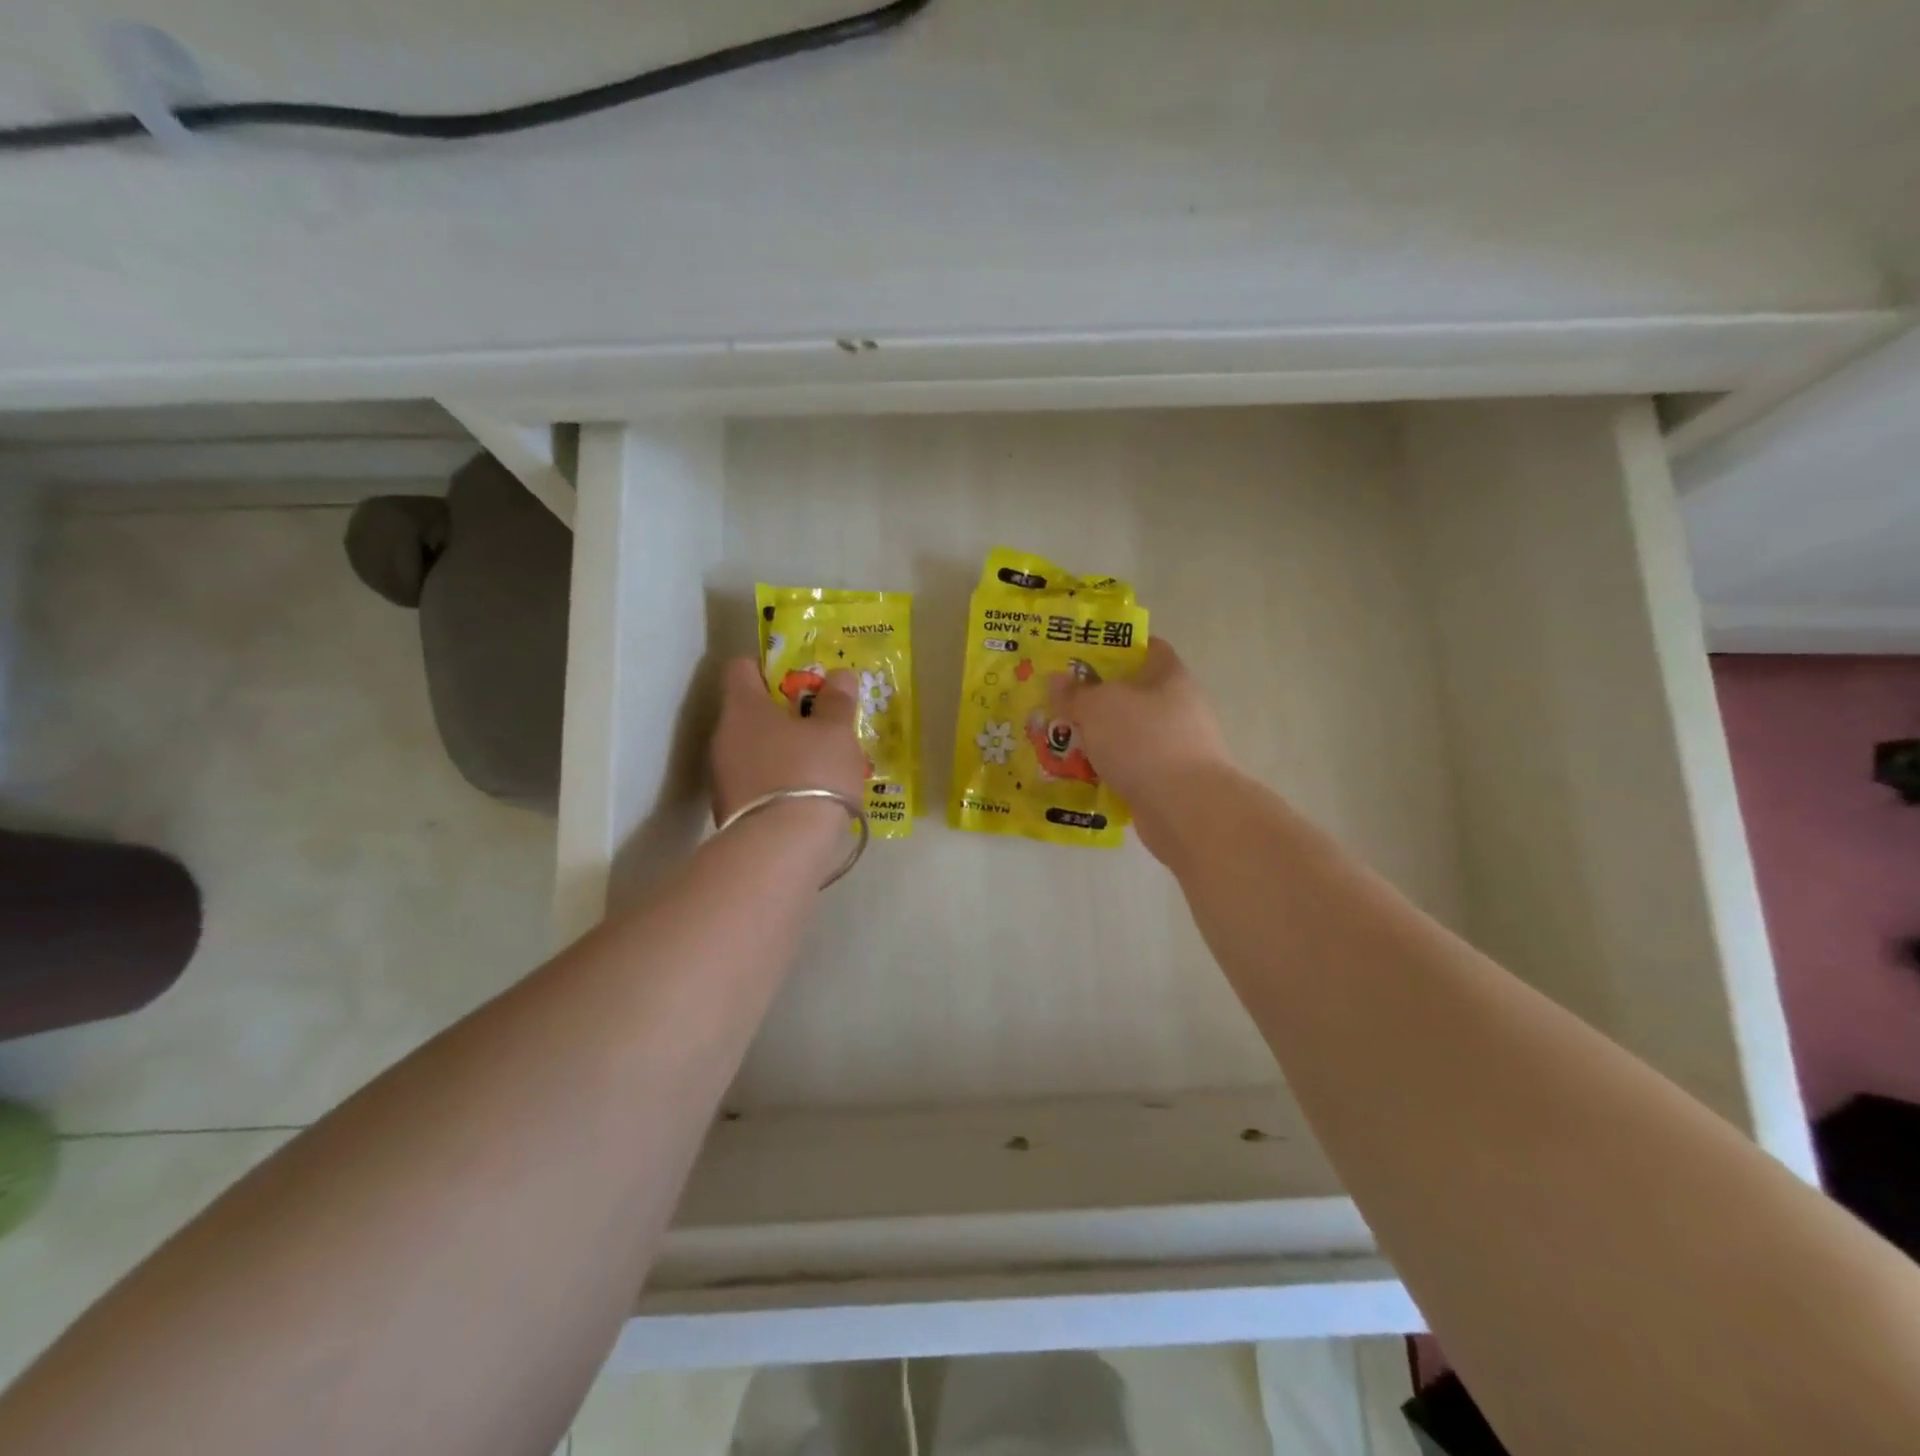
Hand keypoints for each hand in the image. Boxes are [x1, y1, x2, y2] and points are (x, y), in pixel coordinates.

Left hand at [712, 658, 866, 827]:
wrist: (781, 847)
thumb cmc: (811, 773)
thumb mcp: (836, 732)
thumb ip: (837, 701)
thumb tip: (838, 674)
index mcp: (743, 707)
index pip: (742, 667)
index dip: (769, 666)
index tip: (798, 678)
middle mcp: (723, 736)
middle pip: (748, 711)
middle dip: (782, 713)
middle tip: (818, 723)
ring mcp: (722, 776)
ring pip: (752, 749)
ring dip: (780, 750)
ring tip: (817, 763)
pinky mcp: (729, 810)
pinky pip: (755, 782)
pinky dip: (776, 781)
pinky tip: (804, 795)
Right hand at [1049, 639, 1235, 860]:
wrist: (1185, 807)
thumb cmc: (1143, 741)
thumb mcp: (1097, 707)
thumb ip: (1075, 692)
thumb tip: (1059, 679)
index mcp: (1169, 675)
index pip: (1147, 647)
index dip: (1115, 647)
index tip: (1081, 657)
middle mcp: (1179, 706)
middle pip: (1133, 694)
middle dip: (1097, 700)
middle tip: (1060, 704)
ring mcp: (1178, 746)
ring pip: (1130, 733)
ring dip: (1101, 739)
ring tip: (1062, 743)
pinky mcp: (1171, 780)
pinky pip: (1132, 767)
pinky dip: (1110, 770)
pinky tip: (1082, 777)